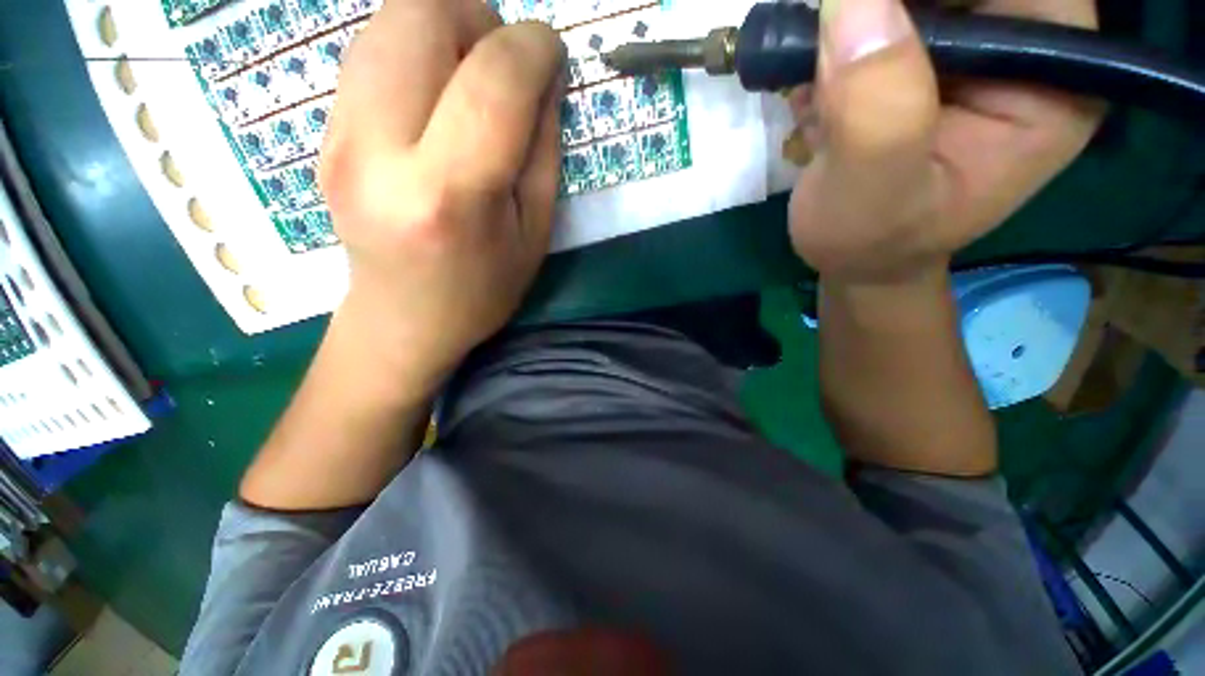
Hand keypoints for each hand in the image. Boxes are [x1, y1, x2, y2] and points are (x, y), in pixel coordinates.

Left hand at [319, 0, 564, 391]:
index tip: (551, 55)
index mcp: (450, 194)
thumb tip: (543, 76)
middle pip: (420, 14)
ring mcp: (338, 138)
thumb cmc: (483, 288)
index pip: (493, 79)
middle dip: (477, 18)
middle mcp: (379, 152)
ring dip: (444, 29)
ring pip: (387, 21)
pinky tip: (434, 102)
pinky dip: (413, 53)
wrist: (404, 320)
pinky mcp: (322, 134)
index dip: (533, 47)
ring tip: (470, 84)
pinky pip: (369, 53)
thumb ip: (543, 150)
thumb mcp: (535, 232)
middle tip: (502, 67)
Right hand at [788, 0, 1103, 283]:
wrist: (859, 259)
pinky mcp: (934, 60)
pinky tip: (821, 95)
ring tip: (822, 94)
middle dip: (881, 7)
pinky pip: (886, 14)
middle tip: (832, 65)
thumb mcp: (872, 191)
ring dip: (855, 25)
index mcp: (1055, 78)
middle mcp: (1027, 50)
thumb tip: (851, 2)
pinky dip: (841, 40)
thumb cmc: (872, 242)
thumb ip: (876, 109)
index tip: (862, 16)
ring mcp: (978, 51)